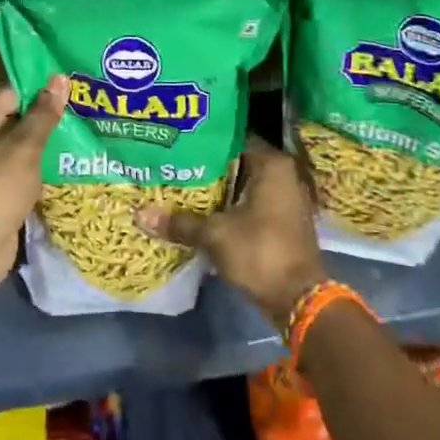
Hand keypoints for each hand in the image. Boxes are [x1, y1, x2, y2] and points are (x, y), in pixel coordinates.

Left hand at [0, 77, 66, 281]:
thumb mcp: (25, 146)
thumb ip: (44, 113)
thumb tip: (60, 78)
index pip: (13, 93)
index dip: (42, 88)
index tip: (72, 85)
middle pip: (18, 117)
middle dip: (48, 115)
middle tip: (83, 105)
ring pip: (23, 144)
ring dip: (47, 141)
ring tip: (83, 128)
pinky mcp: (0, 187)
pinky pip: (25, 167)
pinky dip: (42, 164)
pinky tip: (70, 158)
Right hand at [136, 136, 326, 331]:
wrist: (299, 299)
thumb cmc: (261, 252)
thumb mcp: (215, 235)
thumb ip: (180, 222)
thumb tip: (140, 215)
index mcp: (272, 165)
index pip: (232, 139)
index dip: (204, 143)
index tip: (178, 146)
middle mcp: (284, 175)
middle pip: (238, 164)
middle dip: (208, 169)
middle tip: (174, 167)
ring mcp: (287, 199)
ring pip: (244, 186)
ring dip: (219, 191)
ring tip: (183, 189)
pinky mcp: (284, 222)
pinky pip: (252, 204)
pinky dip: (232, 208)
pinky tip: (204, 213)